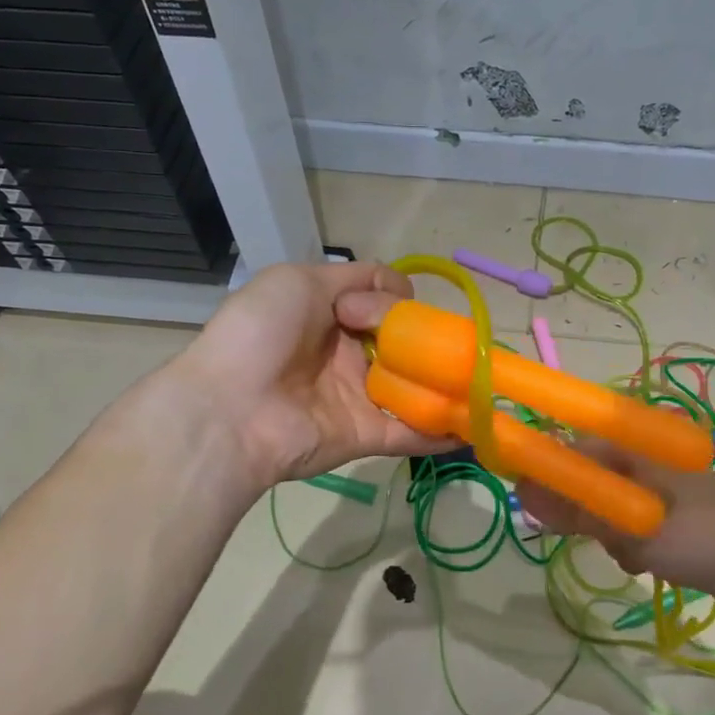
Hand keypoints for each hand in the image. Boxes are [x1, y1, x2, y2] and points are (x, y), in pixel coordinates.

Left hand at [172, 261, 451, 488]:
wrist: (229, 407)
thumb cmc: (262, 332)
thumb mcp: (300, 281)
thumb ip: (353, 278)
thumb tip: (399, 288)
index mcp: (328, 316)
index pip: (381, 304)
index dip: (399, 301)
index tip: (405, 304)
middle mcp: (346, 356)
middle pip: (402, 344)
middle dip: (431, 340)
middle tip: (454, 343)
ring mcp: (357, 398)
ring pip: (411, 387)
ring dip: (446, 384)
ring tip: (485, 378)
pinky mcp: (364, 436)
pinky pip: (409, 432)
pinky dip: (441, 431)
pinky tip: (475, 423)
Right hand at [517, 442, 714, 620]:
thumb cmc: (708, 541)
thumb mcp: (638, 528)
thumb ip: (580, 510)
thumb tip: (524, 490)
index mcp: (639, 447)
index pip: (573, 445)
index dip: (548, 472)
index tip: (535, 507)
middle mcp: (645, 461)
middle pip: (587, 477)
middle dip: (583, 512)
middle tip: (595, 540)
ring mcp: (660, 490)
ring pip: (606, 506)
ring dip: (607, 533)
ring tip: (630, 556)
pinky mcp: (671, 518)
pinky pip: (630, 526)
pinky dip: (629, 545)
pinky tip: (646, 565)